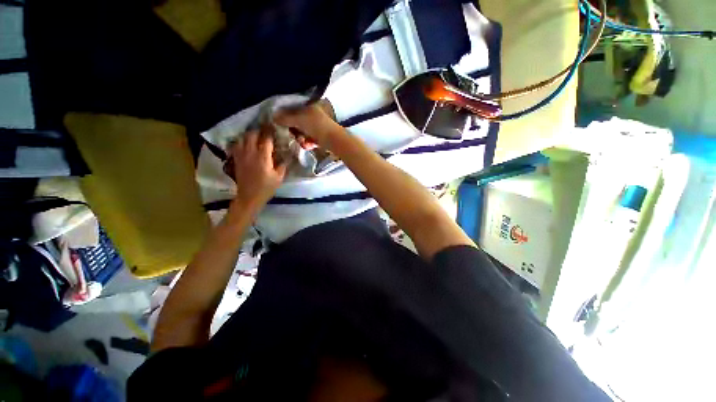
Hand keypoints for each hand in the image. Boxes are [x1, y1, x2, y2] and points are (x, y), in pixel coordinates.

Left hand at [225, 129, 286, 211]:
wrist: (249, 196)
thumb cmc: (266, 187)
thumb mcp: (279, 177)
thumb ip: (283, 164)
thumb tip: (287, 155)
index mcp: (262, 157)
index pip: (266, 139)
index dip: (270, 131)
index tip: (275, 127)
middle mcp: (250, 153)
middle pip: (251, 134)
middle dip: (259, 130)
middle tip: (266, 131)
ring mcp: (241, 155)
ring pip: (242, 138)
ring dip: (249, 135)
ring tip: (256, 136)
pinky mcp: (236, 159)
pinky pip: (236, 145)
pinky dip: (241, 141)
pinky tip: (246, 144)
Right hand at [273, 100, 345, 149]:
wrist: (335, 141)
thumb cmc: (317, 126)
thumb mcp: (299, 119)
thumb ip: (285, 118)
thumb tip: (273, 117)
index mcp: (309, 106)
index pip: (293, 110)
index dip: (287, 118)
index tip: (283, 125)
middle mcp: (313, 115)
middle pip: (297, 123)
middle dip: (295, 131)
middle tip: (294, 136)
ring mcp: (318, 127)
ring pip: (303, 133)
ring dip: (301, 139)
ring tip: (304, 143)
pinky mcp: (321, 137)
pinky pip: (310, 139)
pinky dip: (308, 143)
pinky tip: (310, 145)